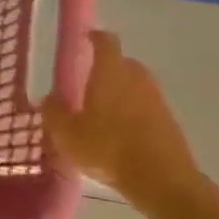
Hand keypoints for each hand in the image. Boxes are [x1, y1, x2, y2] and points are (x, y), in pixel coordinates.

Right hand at [40, 30, 200, 198]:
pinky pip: (145, 105)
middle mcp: (137, 78)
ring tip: (101, 108)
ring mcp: (157, 99)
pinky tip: (118, 130)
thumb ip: (53, 112)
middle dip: (106, 67)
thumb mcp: (67, 134)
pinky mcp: (169, 121)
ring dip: (120, 90)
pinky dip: (132, 110)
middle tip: (86, 80)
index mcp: (111, 73)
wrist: (162, 181)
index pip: (106, 42)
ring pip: (135, 84)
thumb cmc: (108, 149)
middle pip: (123, 62)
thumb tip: (49, 98)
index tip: (84, 39)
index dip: (94, 37)